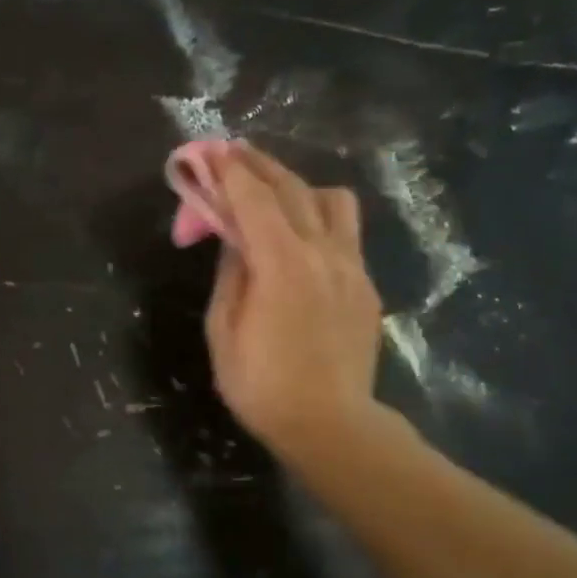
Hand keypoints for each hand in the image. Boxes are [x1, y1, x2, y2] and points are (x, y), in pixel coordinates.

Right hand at [205, 146, 385, 462]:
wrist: (330, 426)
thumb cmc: (262, 386)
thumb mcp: (224, 330)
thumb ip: (231, 273)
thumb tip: (236, 238)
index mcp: (282, 263)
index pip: (254, 199)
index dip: (229, 172)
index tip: (210, 151)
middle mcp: (323, 253)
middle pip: (292, 189)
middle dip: (258, 166)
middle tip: (232, 154)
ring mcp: (352, 267)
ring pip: (332, 201)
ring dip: (297, 187)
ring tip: (272, 197)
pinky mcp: (366, 285)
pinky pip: (345, 232)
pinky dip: (318, 218)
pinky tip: (299, 238)